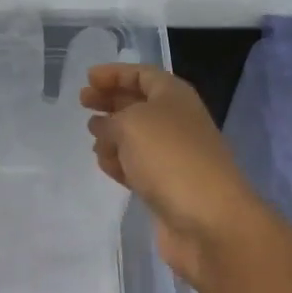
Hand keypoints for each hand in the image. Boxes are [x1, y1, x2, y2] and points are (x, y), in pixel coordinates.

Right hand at [80, 64, 267, 287]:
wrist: (208, 219)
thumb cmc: (169, 157)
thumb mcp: (131, 123)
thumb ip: (111, 120)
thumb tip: (105, 128)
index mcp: (174, 96)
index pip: (142, 74)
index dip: (115, 73)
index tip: (88, 78)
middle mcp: (176, 121)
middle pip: (138, 103)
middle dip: (110, 101)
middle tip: (83, 103)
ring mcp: (173, 155)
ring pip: (136, 137)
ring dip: (113, 134)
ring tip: (92, 138)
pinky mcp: (167, 186)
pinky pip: (138, 166)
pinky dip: (120, 163)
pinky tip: (105, 165)